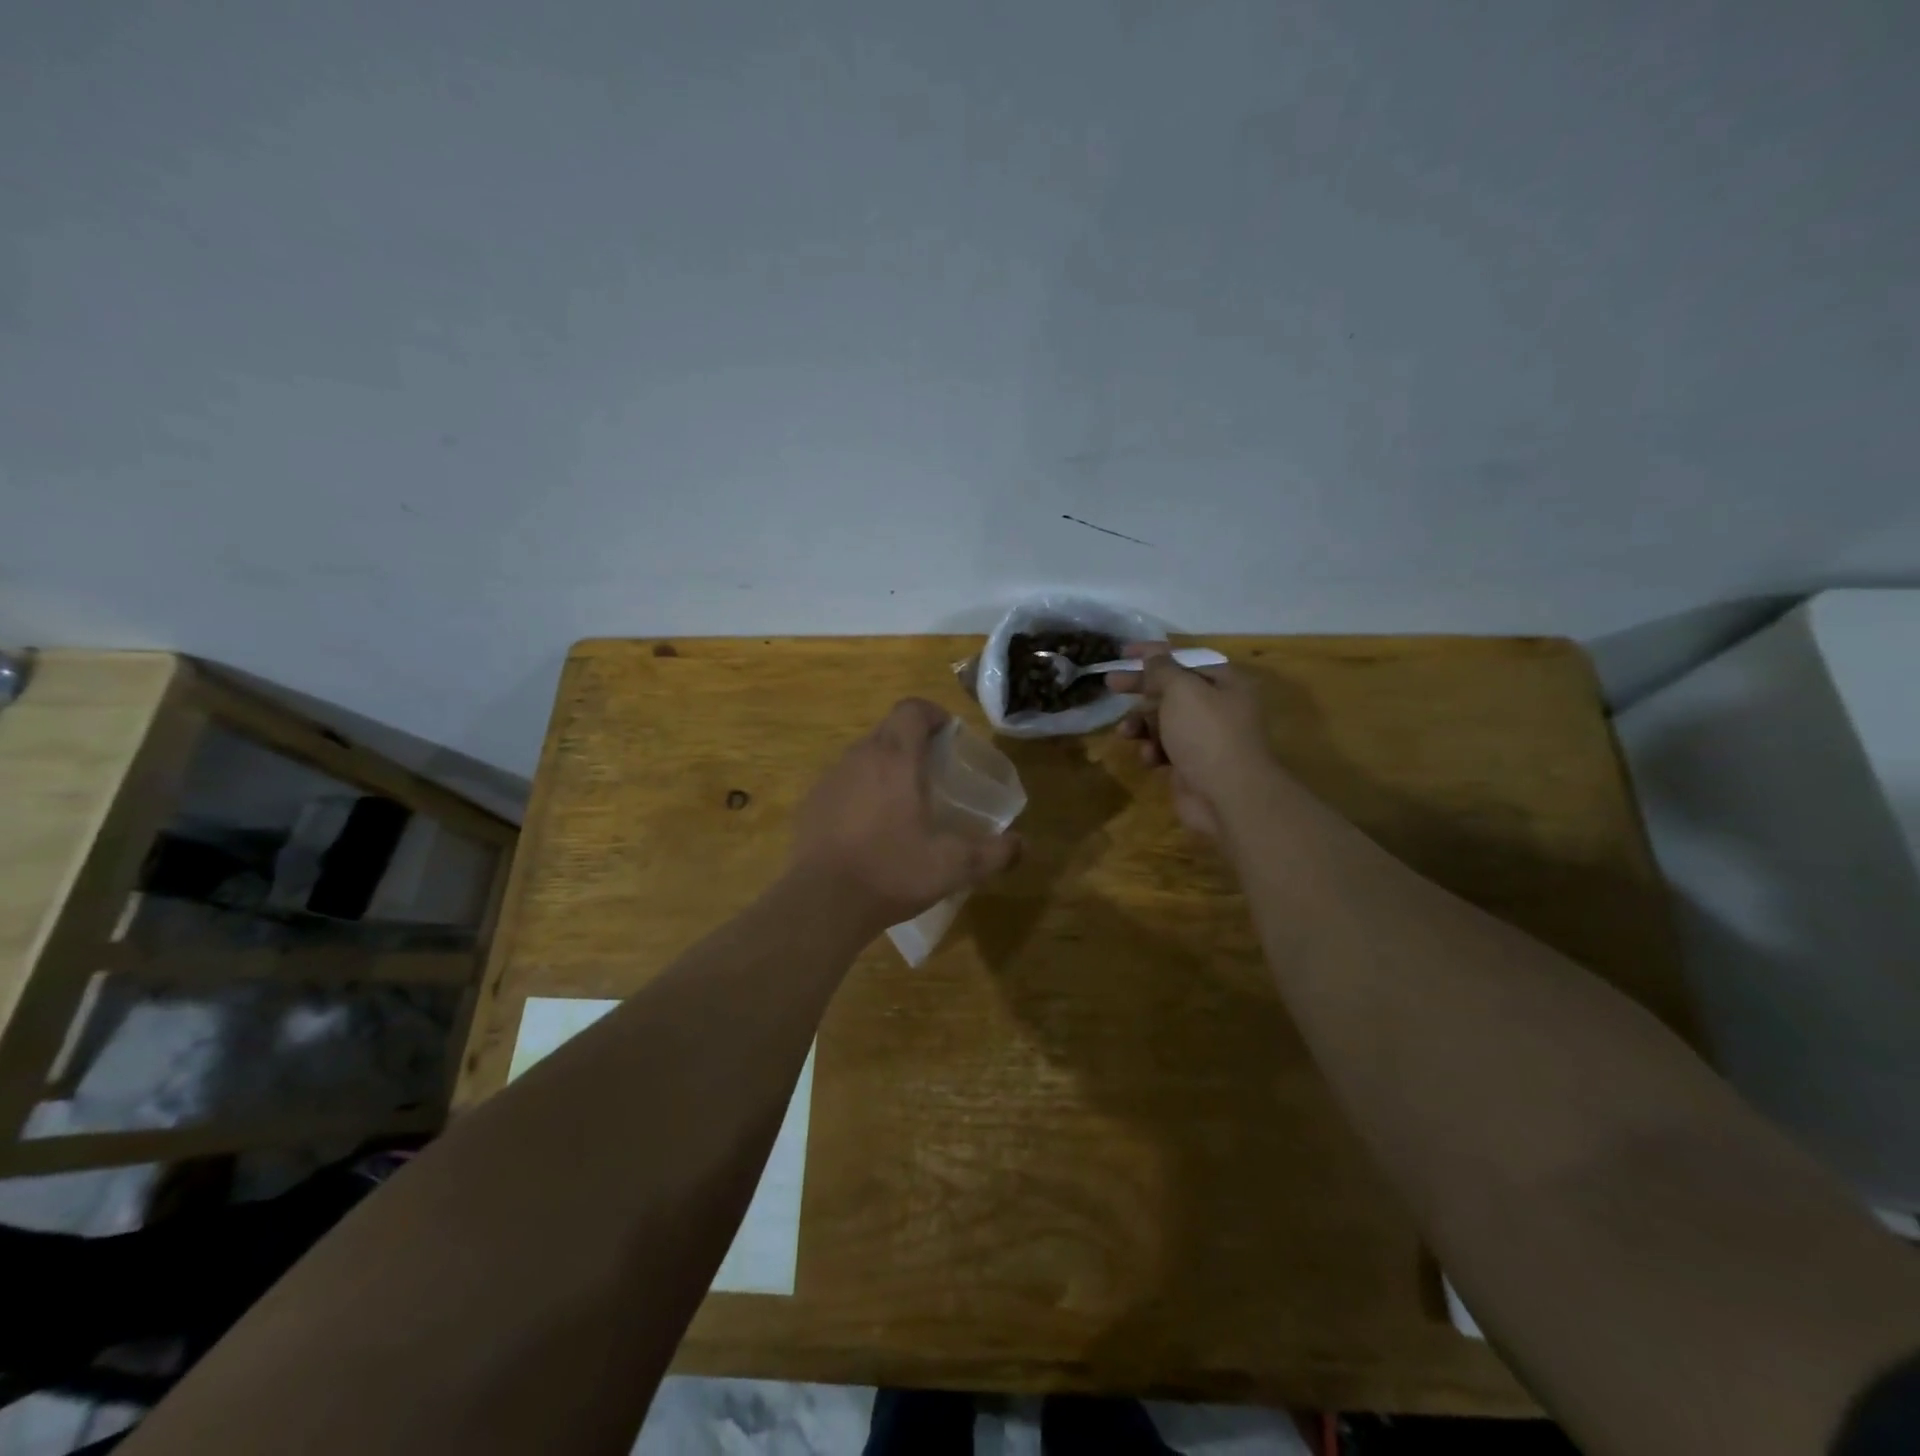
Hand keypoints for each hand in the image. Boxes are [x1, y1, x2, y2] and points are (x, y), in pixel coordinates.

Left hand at [790, 699, 1020, 931]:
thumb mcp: (954, 866)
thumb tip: (1022, 846)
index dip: (933, 714)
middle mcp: (860, 757)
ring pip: (864, 755)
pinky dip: (861, 791)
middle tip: (935, 772)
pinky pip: (843, 782)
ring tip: (904, 801)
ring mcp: (831, 778)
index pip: (912, 709)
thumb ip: (994, 853)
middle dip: (913, 741)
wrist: (822, 902)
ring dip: (886, 766)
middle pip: (888, 729)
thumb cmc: (892, 871)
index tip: (949, 735)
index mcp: (896, 758)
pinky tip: (870, 827)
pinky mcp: (812, 803)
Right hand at [1112, 643, 1275, 837]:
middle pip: (1171, 690)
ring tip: (1125, 732)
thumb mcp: (1181, 690)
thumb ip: (1162, 669)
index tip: (1123, 653)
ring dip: (1141, 724)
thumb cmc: (1206, 733)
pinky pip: (1165, 749)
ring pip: (1163, 721)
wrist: (1228, 795)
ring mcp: (1205, 738)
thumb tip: (1152, 654)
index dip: (1153, 654)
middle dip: (1140, 689)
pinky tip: (1149, 758)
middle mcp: (1218, 707)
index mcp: (1224, 683)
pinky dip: (1153, 750)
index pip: (1184, 659)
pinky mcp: (1192, 765)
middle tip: (1110, 684)